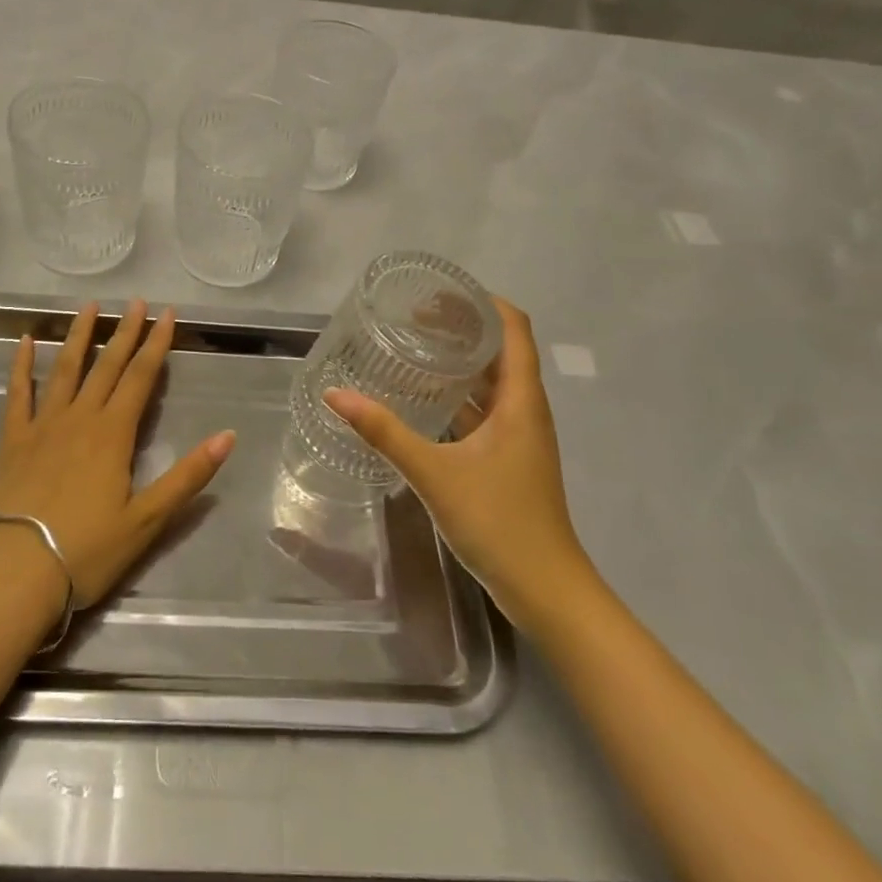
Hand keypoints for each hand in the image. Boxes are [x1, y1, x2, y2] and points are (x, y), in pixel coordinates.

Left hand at [0, 300, 235, 607]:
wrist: (16, 572)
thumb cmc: (86, 550)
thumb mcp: (148, 519)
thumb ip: (188, 476)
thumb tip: (228, 436)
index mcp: (113, 434)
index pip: (141, 378)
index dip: (157, 344)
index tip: (168, 314)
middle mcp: (80, 418)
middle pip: (107, 366)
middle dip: (126, 332)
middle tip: (137, 301)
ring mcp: (43, 425)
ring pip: (65, 369)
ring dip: (79, 336)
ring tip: (89, 307)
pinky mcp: (14, 440)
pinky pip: (19, 393)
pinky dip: (22, 365)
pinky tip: (27, 341)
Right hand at [324, 297, 585, 610]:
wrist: (546, 589)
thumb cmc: (499, 522)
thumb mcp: (434, 472)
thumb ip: (384, 432)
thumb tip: (336, 395)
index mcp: (521, 399)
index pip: (514, 328)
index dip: (482, 302)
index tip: (439, 292)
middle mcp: (526, 409)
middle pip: (501, 350)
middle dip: (463, 327)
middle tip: (414, 317)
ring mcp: (520, 435)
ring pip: (493, 382)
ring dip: (461, 361)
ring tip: (415, 349)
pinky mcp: (510, 458)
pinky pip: (486, 410)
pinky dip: (459, 395)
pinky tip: (425, 401)